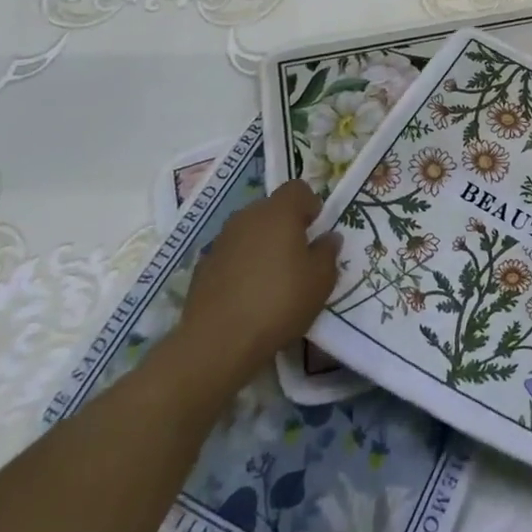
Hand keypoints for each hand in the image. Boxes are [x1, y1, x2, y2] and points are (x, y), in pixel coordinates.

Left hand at [169, 181, 340, 397]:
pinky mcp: (202, 266)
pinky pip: (231, 255)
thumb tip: (328, 238)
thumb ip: (328, 252)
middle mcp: (247, 217)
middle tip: (298, 256)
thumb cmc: (279, 301)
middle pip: (271, 209)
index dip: (310, 205)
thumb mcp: (321, 280)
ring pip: (249, 231)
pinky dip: (241, 265)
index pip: (298, 189)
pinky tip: (247, 294)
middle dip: (286, 225)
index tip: (315, 230)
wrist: (218, 342)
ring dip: (262, 245)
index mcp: (279, 212)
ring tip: (272, 278)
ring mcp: (221, 241)